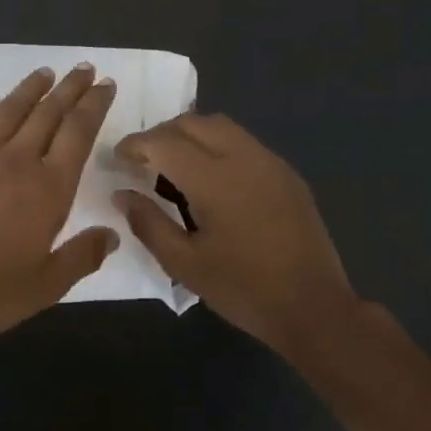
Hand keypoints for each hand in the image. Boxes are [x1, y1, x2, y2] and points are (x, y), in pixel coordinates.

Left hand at [0, 64, 119, 342]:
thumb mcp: (45, 286)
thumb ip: (81, 257)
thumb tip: (113, 235)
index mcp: (47, 190)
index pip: (79, 135)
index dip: (94, 106)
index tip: (105, 85)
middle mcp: (15, 162)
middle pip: (48, 114)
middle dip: (70, 89)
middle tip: (84, 69)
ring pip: (8, 111)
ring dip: (29, 89)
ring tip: (45, 72)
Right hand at [113, 113, 355, 358]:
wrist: (314, 308)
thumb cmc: (243, 289)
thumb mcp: (184, 263)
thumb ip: (147, 222)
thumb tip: (122, 194)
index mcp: (215, 179)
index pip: (164, 142)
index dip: (135, 145)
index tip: (117, 160)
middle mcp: (244, 158)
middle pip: (193, 122)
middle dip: (161, 134)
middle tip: (142, 161)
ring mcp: (270, 163)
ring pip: (222, 127)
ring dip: (190, 136)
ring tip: (173, 167)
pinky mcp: (287, 175)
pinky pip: (244, 143)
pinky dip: (217, 147)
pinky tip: (211, 181)